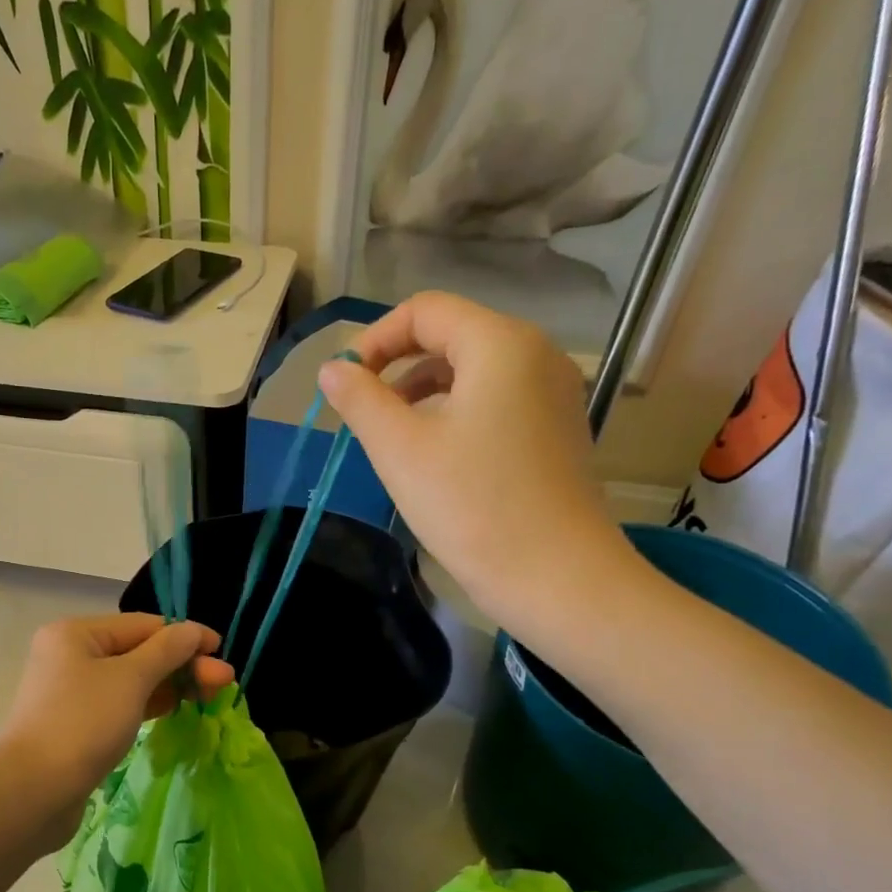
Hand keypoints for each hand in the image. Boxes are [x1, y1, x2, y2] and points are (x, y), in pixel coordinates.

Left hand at [0, 614, 232, 845]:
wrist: (32, 792)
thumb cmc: (83, 723)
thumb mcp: (131, 679)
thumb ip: (167, 651)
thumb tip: (192, 631)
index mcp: (76, 633)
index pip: (143, 624)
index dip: (186, 635)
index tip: (222, 650)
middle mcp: (70, 655)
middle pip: (138, 651)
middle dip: (183, 664)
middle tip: (224, 683)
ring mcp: (72, 692)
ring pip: (132, 680)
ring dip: (171, 685)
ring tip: (210, 697)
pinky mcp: (77, 724)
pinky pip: (121, 704)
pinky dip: (150, 704)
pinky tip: (176, 709)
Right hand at [318, 291, 637, 634]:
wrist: (558, 579)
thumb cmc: (472, 507)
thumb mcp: (400, 449)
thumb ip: (360, 399)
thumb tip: (333, 368)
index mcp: (501, 344)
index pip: (425, 311)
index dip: (375, 339)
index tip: (346, 385)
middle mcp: (536, 354)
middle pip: (451, 335)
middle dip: (397, 366)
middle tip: (362, 414)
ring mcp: (554, 393)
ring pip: (473, 370)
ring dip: (422, 391)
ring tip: (391, 437)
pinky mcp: (556, 429)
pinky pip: (496, 400)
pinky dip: (455, 412)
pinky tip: (434, 456)